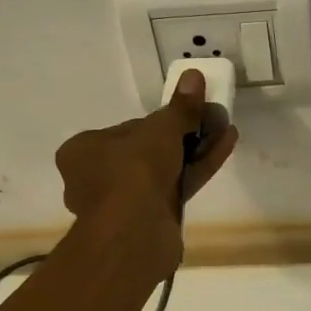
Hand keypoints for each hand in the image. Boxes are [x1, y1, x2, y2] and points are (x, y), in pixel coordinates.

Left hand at [54, 70, 238, 275]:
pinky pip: (176, 187)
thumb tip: (195, 75)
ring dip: (197, 149)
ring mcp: (124, 202)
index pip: (129, 129)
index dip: (162, 120)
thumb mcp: (160, 130)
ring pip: (166, 169)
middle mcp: (98, 176)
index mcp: (84, 151)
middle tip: (213, 118)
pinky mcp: (149, 220)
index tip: (189, 112)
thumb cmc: (133, 172)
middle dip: (185, 135)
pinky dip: (198, 168)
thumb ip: (180, 107)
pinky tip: (226, 146)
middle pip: (149, 149)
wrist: (134, 234)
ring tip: (227, 128)